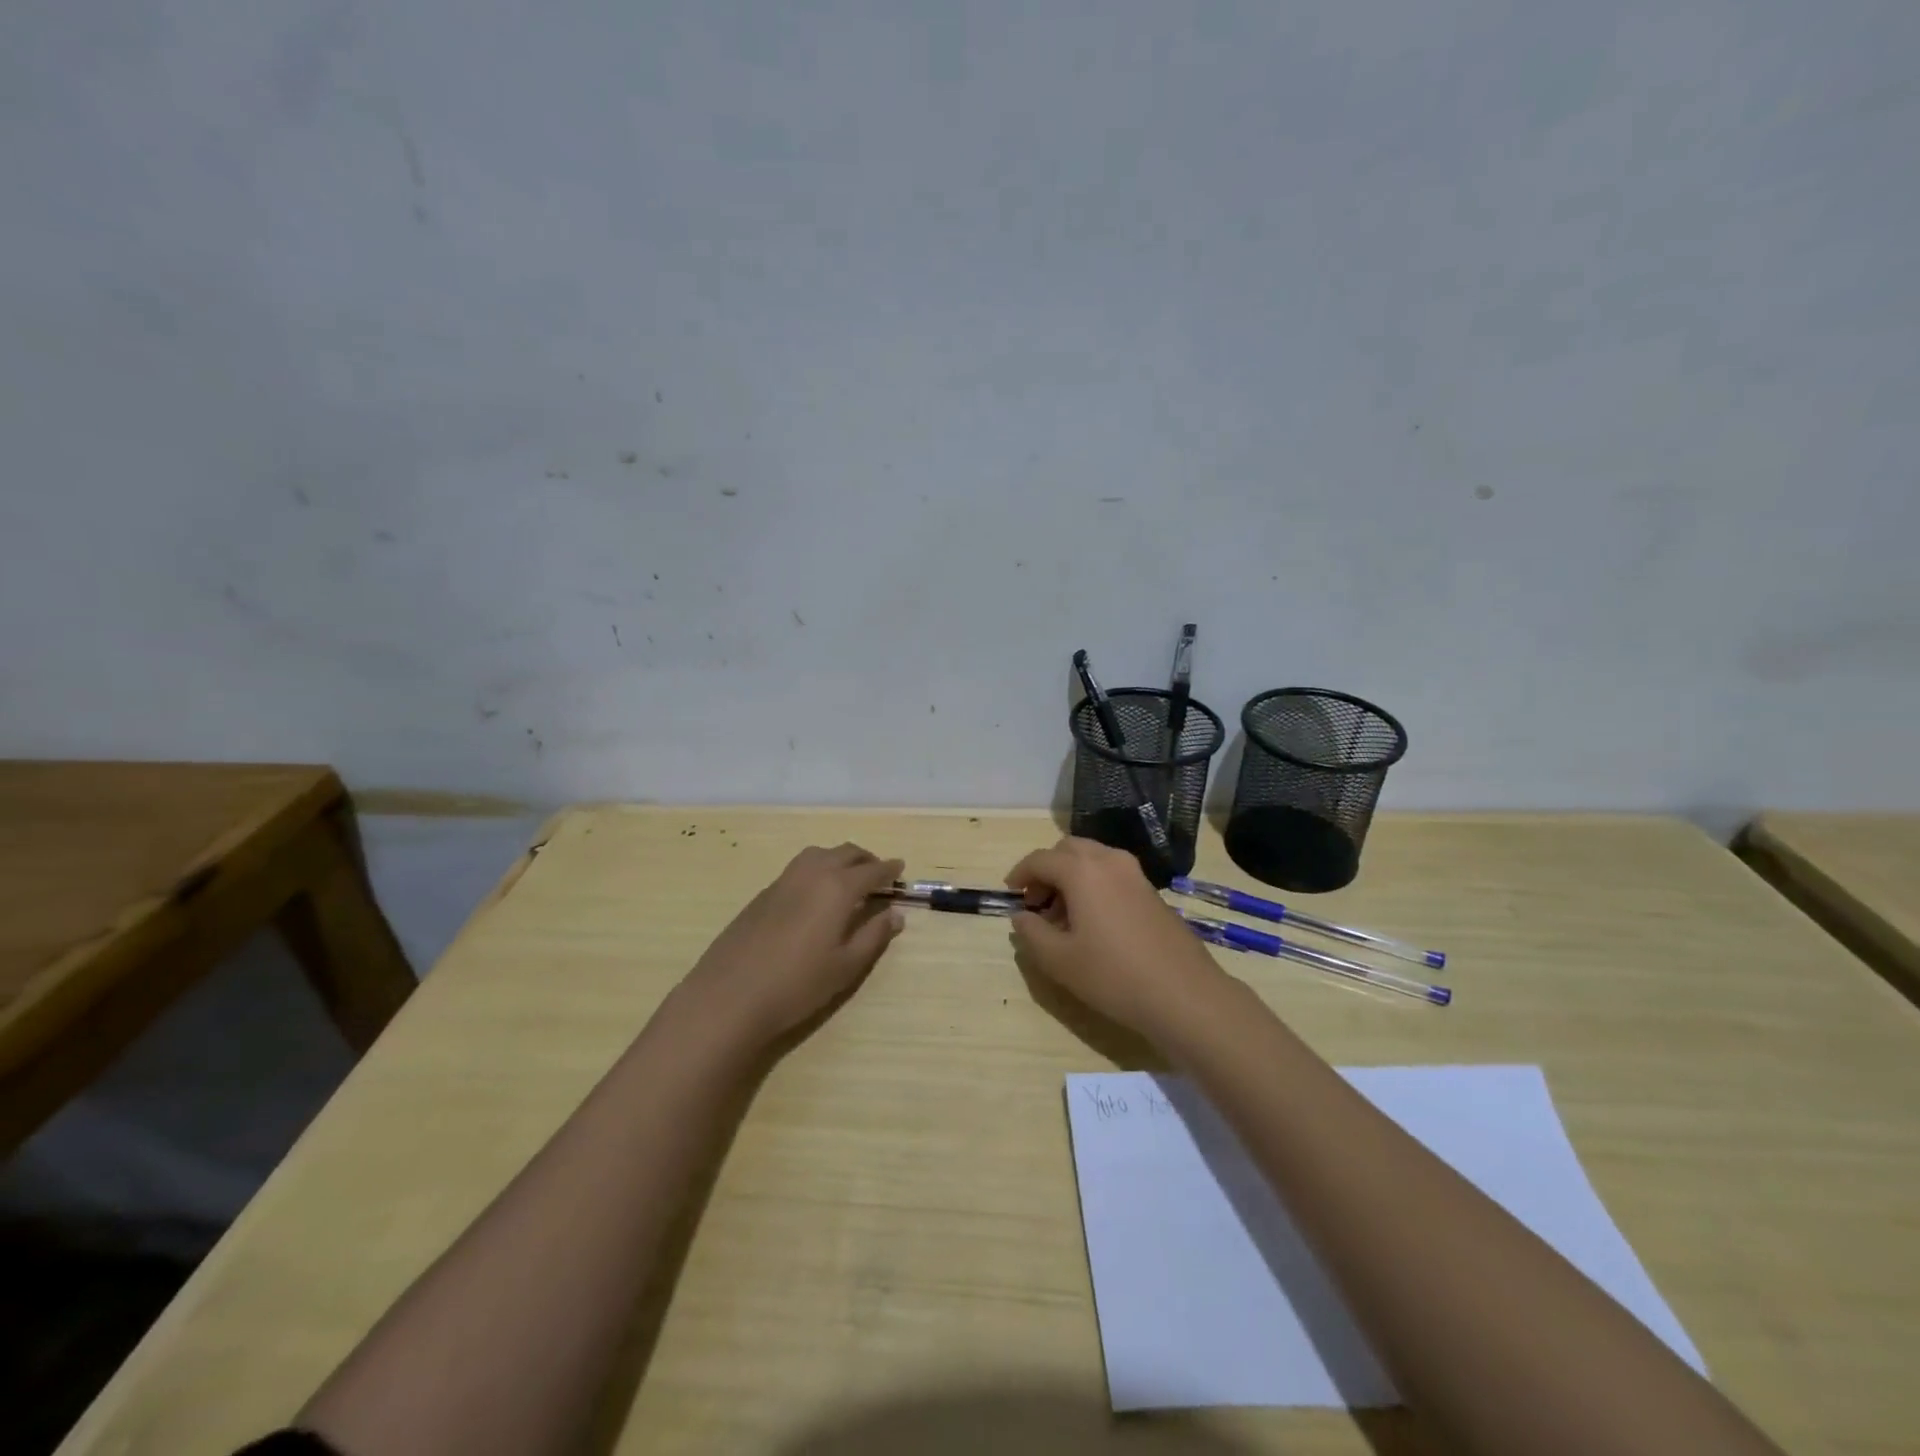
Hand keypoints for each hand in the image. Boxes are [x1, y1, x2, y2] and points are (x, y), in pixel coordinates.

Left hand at [681, 843, 905, 1044]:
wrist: (730, 996)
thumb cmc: (798, 984)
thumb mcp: (846, 966)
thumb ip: (874, 936)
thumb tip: (895, 915)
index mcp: (838, 888)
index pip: (871, 871)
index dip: (889, 870)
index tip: (900, 869)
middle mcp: (812, 874)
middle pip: (845, 853)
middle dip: (865, 859)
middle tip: (878, 873)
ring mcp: (783, 881)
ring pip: (818, 854)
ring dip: (839, 858)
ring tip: (848, 878)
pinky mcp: (763, 894)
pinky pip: (799, 868)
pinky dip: (817, 869)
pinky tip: (815, 895)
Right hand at [1006, 837, 1227, 1037]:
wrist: (1184, 994)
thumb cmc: (1113, 975)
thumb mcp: (1059, 960)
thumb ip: (1031, 933)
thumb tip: (1021, 916)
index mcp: (1082, 870)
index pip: (1040, 859)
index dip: (1020, 874)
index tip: (1010, 894)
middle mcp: (1109, 861)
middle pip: (1068, 850)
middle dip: (1047, 870)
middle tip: (1037, 903)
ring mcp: (1135, 874)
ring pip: (1093, 859)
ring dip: (1071, 876)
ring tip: (1064, 916)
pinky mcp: (1152, 891)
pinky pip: (1112, 874)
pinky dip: (1094, 884)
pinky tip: (1094, 922)